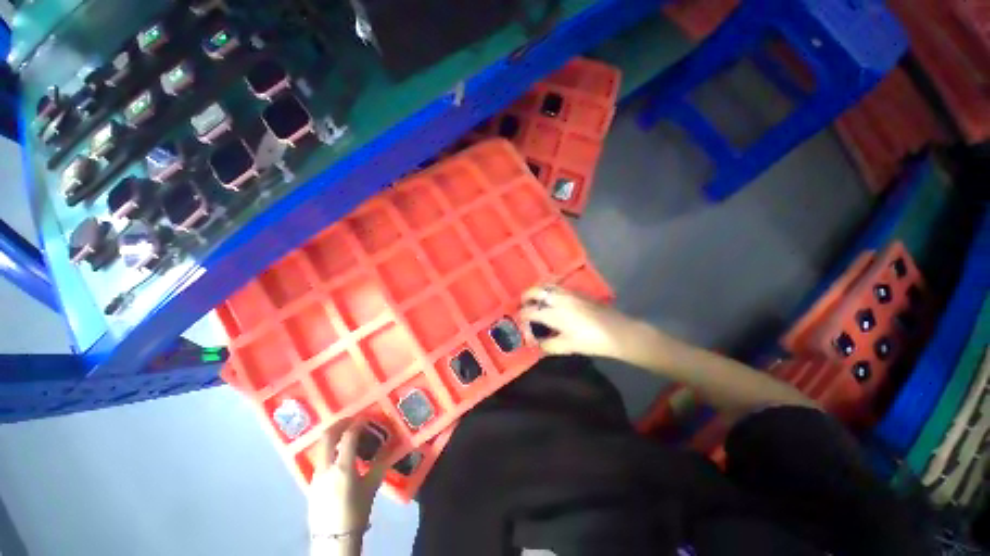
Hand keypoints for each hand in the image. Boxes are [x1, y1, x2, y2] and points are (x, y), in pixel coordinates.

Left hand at [307, 420, 387, 540]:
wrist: (333, 538)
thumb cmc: (356, 512)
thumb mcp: (371, 487)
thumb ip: (379, 465)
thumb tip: (387, 448)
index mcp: (342, 467)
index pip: (348, 436)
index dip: (357, 424)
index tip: (365, 418)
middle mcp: (326, 467)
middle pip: (327, 437)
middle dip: (339, 424)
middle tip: (352, 419)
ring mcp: (316, 475)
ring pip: (321, 447)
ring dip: (333, 436)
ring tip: (346, 436)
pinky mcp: (311, 483)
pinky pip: (321, 459)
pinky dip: (330, 450)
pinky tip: (339, 456)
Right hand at [520, 285, 650, 359]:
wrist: (616, 330)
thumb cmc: (590, 340)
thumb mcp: (567, 347)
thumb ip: (548, 345)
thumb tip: (537, 343)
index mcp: (553, 313)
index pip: (529, 311)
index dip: (522, 318)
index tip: (522, 324)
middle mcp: (558, 299)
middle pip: (535, 291)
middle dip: (526, 297)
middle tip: (524, 305)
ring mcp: (568, 293)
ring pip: (546, 285)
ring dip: (537, 291)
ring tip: (536, 301)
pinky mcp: (577, 292)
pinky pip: (557, 286)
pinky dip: (549, 290)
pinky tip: (552, 299)